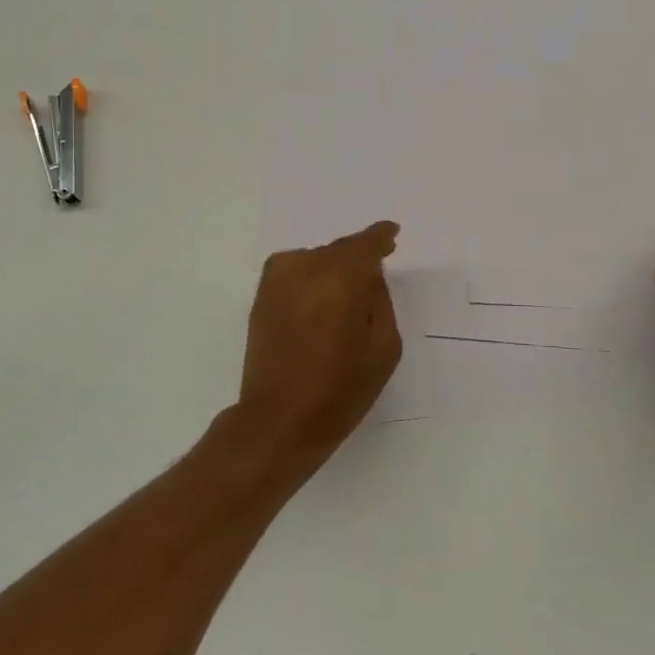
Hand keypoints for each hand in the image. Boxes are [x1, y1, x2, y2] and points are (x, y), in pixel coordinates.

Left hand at [234, 221, 401, 474]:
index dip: (381, 237)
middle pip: (340, 249)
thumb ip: (380, 300)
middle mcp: (307, 268)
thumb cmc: (341, 389)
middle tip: (375, 269)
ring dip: (333, 268)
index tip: (392, 234)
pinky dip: (310, 275)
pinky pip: (294, 270)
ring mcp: (279, 279)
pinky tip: (319, 297)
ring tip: (345, 293)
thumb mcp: (384, 347)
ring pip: (316, 258)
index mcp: (342, 279)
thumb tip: (369, 275)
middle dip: (358, 257)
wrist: (279, 419)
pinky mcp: (262, 294)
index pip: (366, 243)